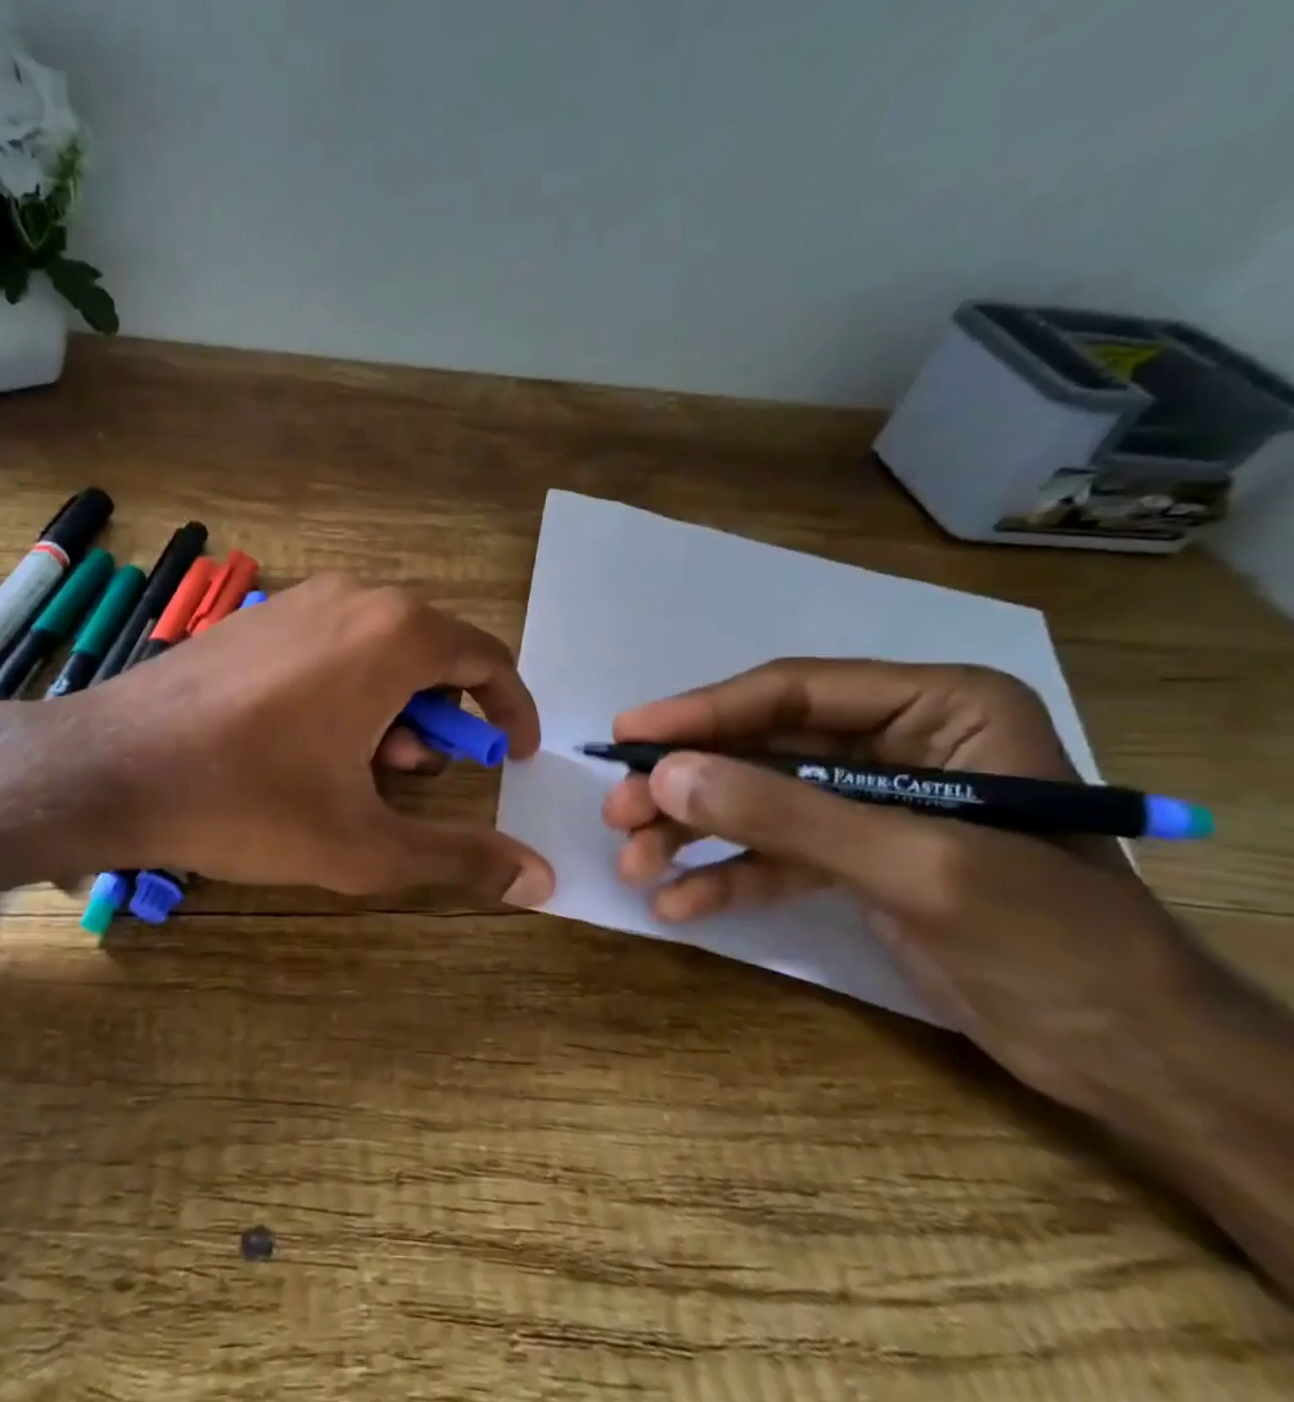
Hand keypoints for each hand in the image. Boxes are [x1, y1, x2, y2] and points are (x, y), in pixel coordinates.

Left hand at [0, 575, 554, 904]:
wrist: (112, 766)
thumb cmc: (249, 801)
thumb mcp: (364, 845)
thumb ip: (459, 857)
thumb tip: (541, 879)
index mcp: (395, 634)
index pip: (488, 658)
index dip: (511, 710)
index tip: (515, 756)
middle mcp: (353, 597)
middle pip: (431, 653)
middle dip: (441, 718)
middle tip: (416, 777)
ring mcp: (298, 600)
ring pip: (377, 650)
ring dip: (390, 709)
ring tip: (357, 770)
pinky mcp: (255, 619)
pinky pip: (329, 646)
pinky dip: (345, 690)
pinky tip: (304, 744)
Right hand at [602, 659, 1221, 1114]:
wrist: (1138, 1064)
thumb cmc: (1056, 943)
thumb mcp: (915, 865)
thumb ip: (785, 813)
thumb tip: (664, 776)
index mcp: (936, 708)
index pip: (793, 692)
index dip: (701, 712)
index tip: (626, 737)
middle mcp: (895, 742)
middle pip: (760, 749)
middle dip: (687, 786)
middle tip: (617, 814)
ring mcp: (868, 802)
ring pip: (756, 801)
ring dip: (691, 833)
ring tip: (634, 865)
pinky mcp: (854, 858)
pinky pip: (774, 853)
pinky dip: (726, 876)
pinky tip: (679, 905)